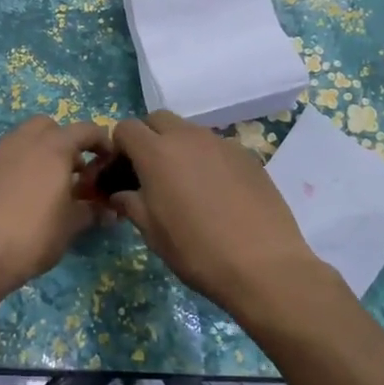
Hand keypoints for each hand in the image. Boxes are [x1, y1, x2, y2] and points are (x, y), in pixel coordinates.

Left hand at [0, 115, 110, 291]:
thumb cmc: (36, 234)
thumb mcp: (72, 224)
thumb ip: (92, 210)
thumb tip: (110, 211)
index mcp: (55, 147)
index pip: (86, 130)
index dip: (102, 142)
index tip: (110, 162)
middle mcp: (28, 141)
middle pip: (52, 126)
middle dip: (67, 141)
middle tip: (78, 169)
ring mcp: (4, 153)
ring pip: (29, 137)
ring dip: (45, 150)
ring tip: (56, 182)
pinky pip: (13, 154)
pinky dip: (26, 162)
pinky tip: (32, 192)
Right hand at [107, 110, 329, 321]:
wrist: (263, 265)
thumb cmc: (196, 250)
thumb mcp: (152, 232)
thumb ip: (131, 204)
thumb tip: (120, 194)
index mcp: (157, 152)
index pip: (127, 128)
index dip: (119, 146)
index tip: (123, 171)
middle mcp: (188, 137)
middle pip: (158, 119)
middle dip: (148, 137)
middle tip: (151, 173)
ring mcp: (221, 143)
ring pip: (190, 132)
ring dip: (179, 147)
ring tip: (186, 185)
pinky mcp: (247, 155)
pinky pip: (217, 147)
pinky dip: (207, 160)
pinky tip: (217, 193)